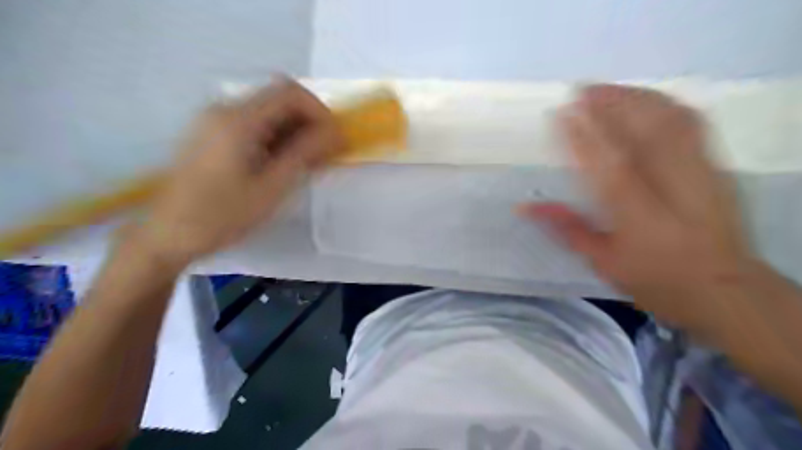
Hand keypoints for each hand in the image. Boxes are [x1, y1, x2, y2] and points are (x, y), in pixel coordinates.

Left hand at [129, 78, 340, 268]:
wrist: (167, 235)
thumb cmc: (222, 216)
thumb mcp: (272, 187)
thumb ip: (305, 154)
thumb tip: (335, 133)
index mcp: (239, 120)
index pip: (291, 92)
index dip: (320, 112)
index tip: (333, 140)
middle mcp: (224, 109)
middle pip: (279, 99)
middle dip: (309, 123)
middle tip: (324, 155)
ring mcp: (214, 120)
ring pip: (268, 112)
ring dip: (294, 132)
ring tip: (305, 164)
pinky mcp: (212, 133)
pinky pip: (254, 124)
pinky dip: (276, 138)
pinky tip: (280, 164)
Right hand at [524, 84, 756, 330]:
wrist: (726, 290)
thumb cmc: (656, 280)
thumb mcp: (603, 261)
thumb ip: (566, 227)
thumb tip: (524, 207)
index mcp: (637, 213)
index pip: (605, 163)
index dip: (582, 135)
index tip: (561, 113)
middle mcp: (670, 185)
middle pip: (641, 131)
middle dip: (609, 104)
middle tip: (581, 90)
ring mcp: (699, 171)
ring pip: (668, 120)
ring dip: (635, 98)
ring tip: (607, 89)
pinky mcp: (717, 167)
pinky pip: (692, 123)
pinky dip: (665, 105)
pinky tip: (646, 100)